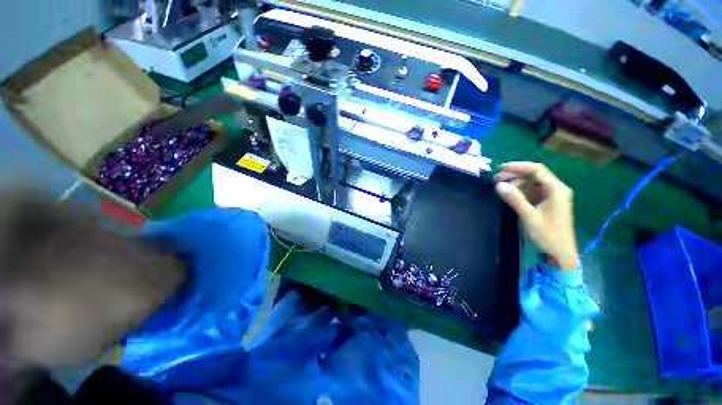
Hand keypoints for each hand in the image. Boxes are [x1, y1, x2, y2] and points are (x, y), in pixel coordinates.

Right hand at [494, 162, 579, 270]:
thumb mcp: (529, 216)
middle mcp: (556, 189)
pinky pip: (533, 191)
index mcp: (556, 189)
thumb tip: (498, 184)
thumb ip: (515, 199)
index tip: (500, 168)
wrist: (561, 252)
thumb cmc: (547, 234)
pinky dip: (521, 190)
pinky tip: (510, 193)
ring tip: (500, 185)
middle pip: (534, 175)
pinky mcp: (547, 203)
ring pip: (532, 183)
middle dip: (515, 174)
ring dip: (516, 182)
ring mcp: (552, 196)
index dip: (518, 166)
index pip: (537, 170)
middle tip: (496, 178)